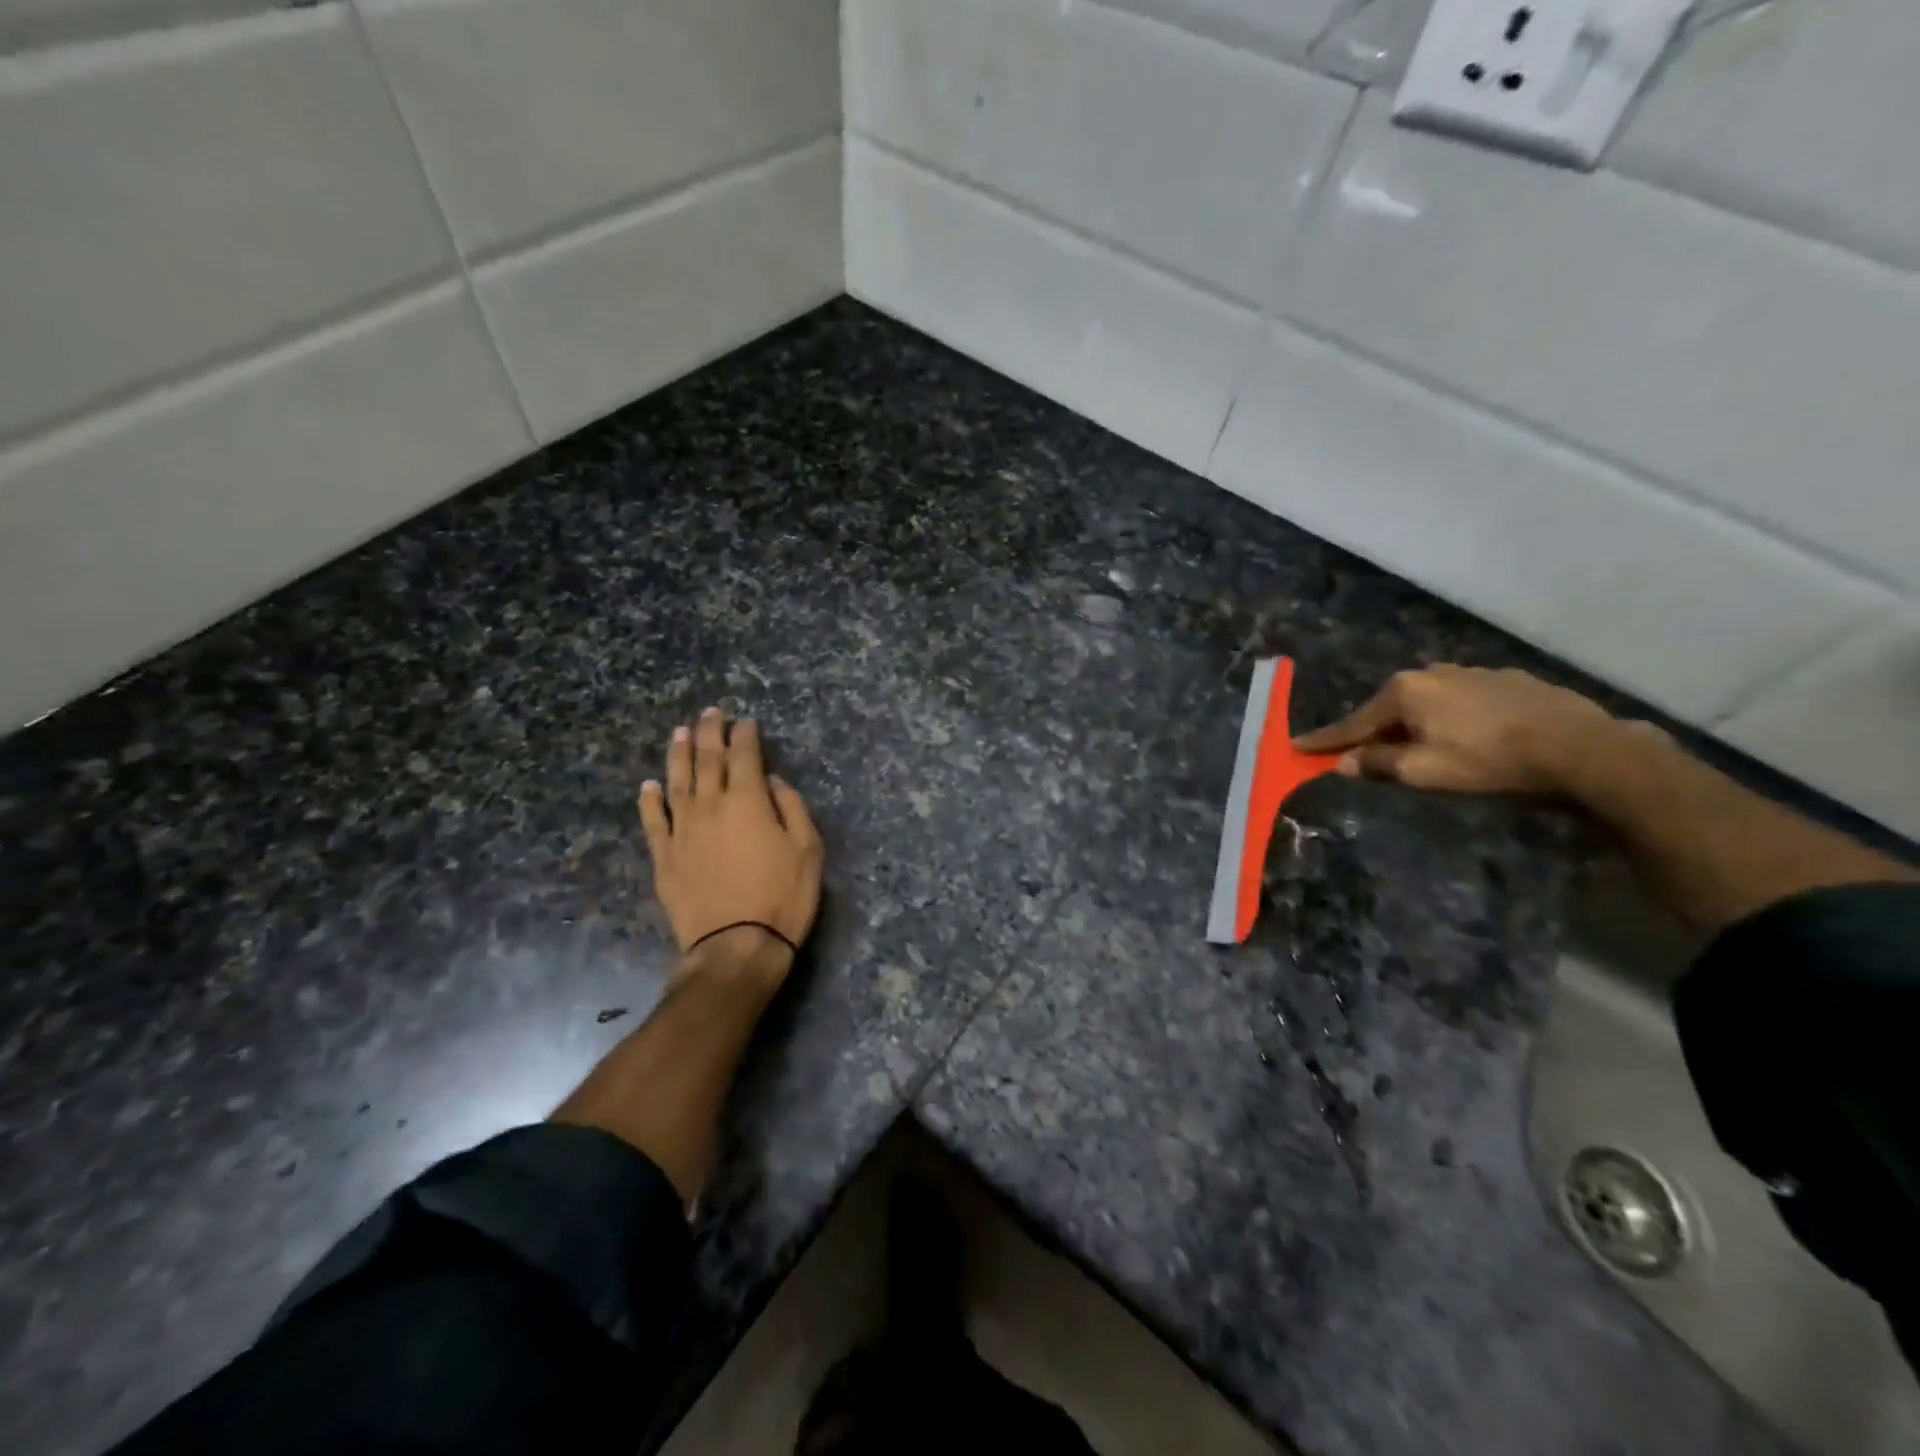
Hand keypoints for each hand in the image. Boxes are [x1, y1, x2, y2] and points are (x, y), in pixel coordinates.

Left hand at [638, 708, 823, 969]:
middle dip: (710, 732)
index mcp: (747, 801)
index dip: (745, 735)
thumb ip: (792, 808)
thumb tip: (772, 782)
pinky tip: (648, 787)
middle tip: (711, 712)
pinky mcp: (664, 857)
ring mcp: (682, 831)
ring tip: (680, 733)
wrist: (736, 946)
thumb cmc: (782, 896)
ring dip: (679, 754)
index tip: (746, 721)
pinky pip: (653, 821)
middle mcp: (710, 806)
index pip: (745, 755)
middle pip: (707, 759)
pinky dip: (649, 801)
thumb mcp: (807, 850)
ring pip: (676, 782)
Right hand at [1293, 665, 1621, 796]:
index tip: (1296, 746)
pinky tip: (1465, 734)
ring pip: (1425, 702)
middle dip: (1374, 732)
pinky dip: (1448, 716)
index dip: (1325, 740)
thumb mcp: (1426, 771)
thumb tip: (1343, 762)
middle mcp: (1430, 673)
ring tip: (1419, 746)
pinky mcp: (1503, 678)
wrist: (1579, 745)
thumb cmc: (1490, 760)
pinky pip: (1458, 699)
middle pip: (1389, 709)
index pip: (1354, 723)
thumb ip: (1379, 764)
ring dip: (1414, 723)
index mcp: (1405, 693)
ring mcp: (1469, 672)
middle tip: (1365, 755)